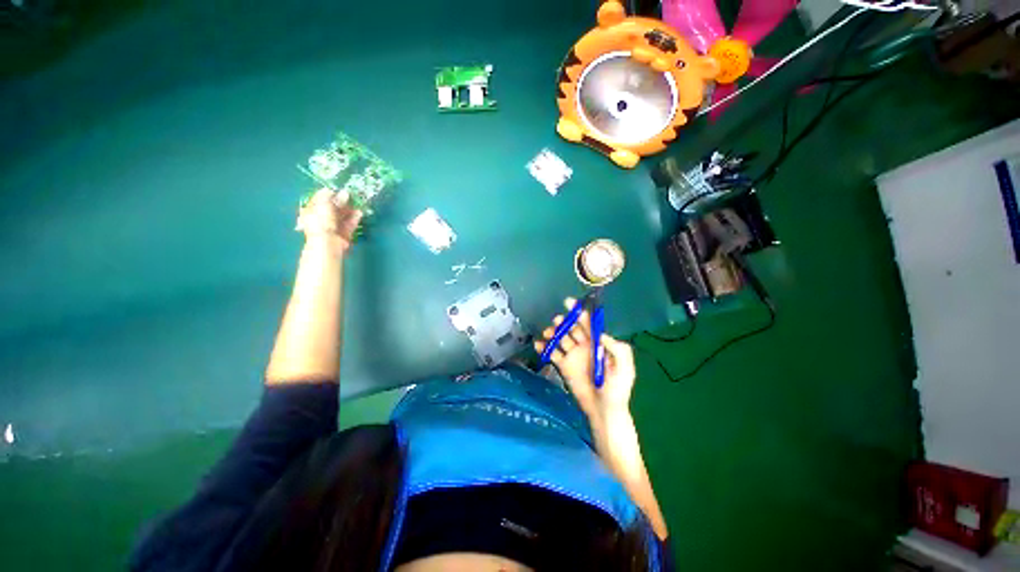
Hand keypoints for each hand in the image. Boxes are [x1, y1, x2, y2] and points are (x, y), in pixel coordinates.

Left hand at [295, 188, 362, 252]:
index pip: (318, 201)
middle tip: (349, 195)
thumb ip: (330, 198)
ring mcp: (332, 228)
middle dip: (340, 202)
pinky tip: (359, 213)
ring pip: (341, 217)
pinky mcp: (343, 234)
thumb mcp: (323, 205)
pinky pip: (349, 225)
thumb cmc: (321, 222)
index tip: (337, 189)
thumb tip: (336, 191)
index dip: (327, 195)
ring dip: (349, 210)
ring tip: (357, 203)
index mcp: (310, 212)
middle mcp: (320, 220)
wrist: (328, 243)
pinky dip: (354, 219)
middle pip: (331, 209)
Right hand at [535, 298, 636, 421]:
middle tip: (558, 322)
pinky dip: (544, 348)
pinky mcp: (563, 366)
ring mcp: (572, 355)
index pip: (587, 323)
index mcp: (598, 343)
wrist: (604, 412)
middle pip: (571, 327)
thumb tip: (601, 334)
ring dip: (553, 332)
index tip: (568, 303)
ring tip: (548, 333)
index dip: (579, 311)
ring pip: (560, 338)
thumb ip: (617, 348)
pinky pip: (552, 353)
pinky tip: (539, 345)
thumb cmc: (617, 390)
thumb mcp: (625, 368)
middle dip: (564, 321)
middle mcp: (584, 345)